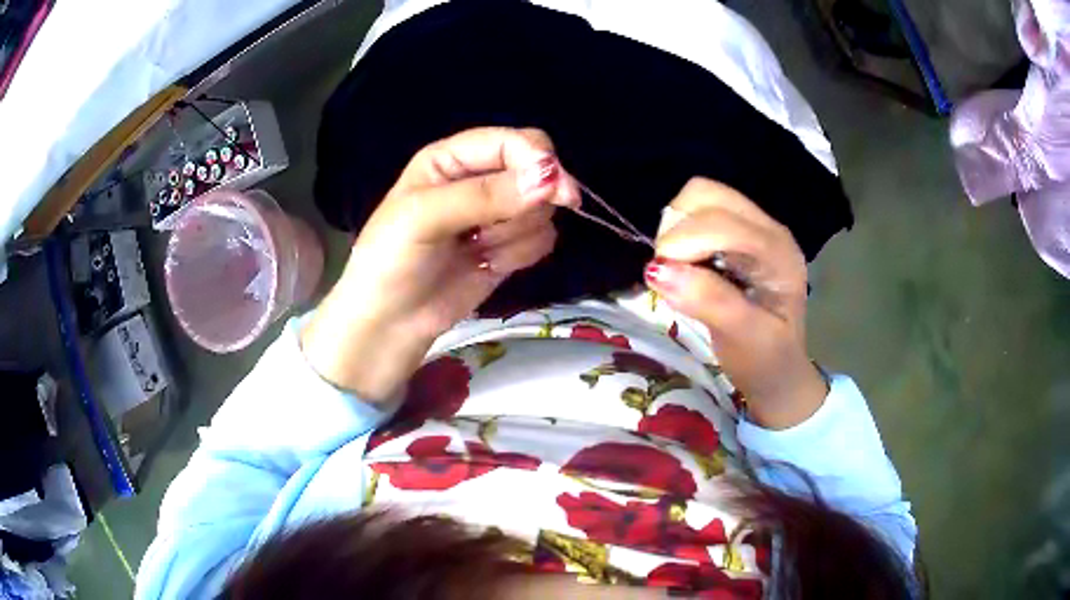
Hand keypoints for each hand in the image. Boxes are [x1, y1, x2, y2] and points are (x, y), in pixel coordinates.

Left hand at [302, 128, 579, 399]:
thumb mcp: (424, 217)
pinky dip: (520, 255)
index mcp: (453, 158)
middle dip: (533, 198)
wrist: (391, 321)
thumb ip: (485, 195)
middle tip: (510, 224)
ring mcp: (496, 215)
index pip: (513, 142)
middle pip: (538, 170)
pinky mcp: (508, 248)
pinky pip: (541, 240)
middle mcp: (478, 179)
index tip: (557, 192)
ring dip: (515, 233)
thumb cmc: (392, 260)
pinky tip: (488, 265)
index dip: (539, 161)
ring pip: (542, 209)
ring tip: (476, 249)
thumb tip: (550, 178)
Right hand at [643, 178, 827, 428]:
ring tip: (680, 270)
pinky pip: (696, 214)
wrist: (778, 372)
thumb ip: (708, 302)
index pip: (723, 223)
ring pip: (698, 197)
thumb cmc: (766, 360)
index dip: (683, 243)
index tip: (660, 278)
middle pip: (707, 194)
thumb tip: (657, 269)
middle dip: (677, 229)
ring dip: (676, 229)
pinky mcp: (736, 233)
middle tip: (671, 271)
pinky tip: (689, 267)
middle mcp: (767, 229)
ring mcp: (752, 228)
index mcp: (778, 253)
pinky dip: (680, 234)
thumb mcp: (743, 339)